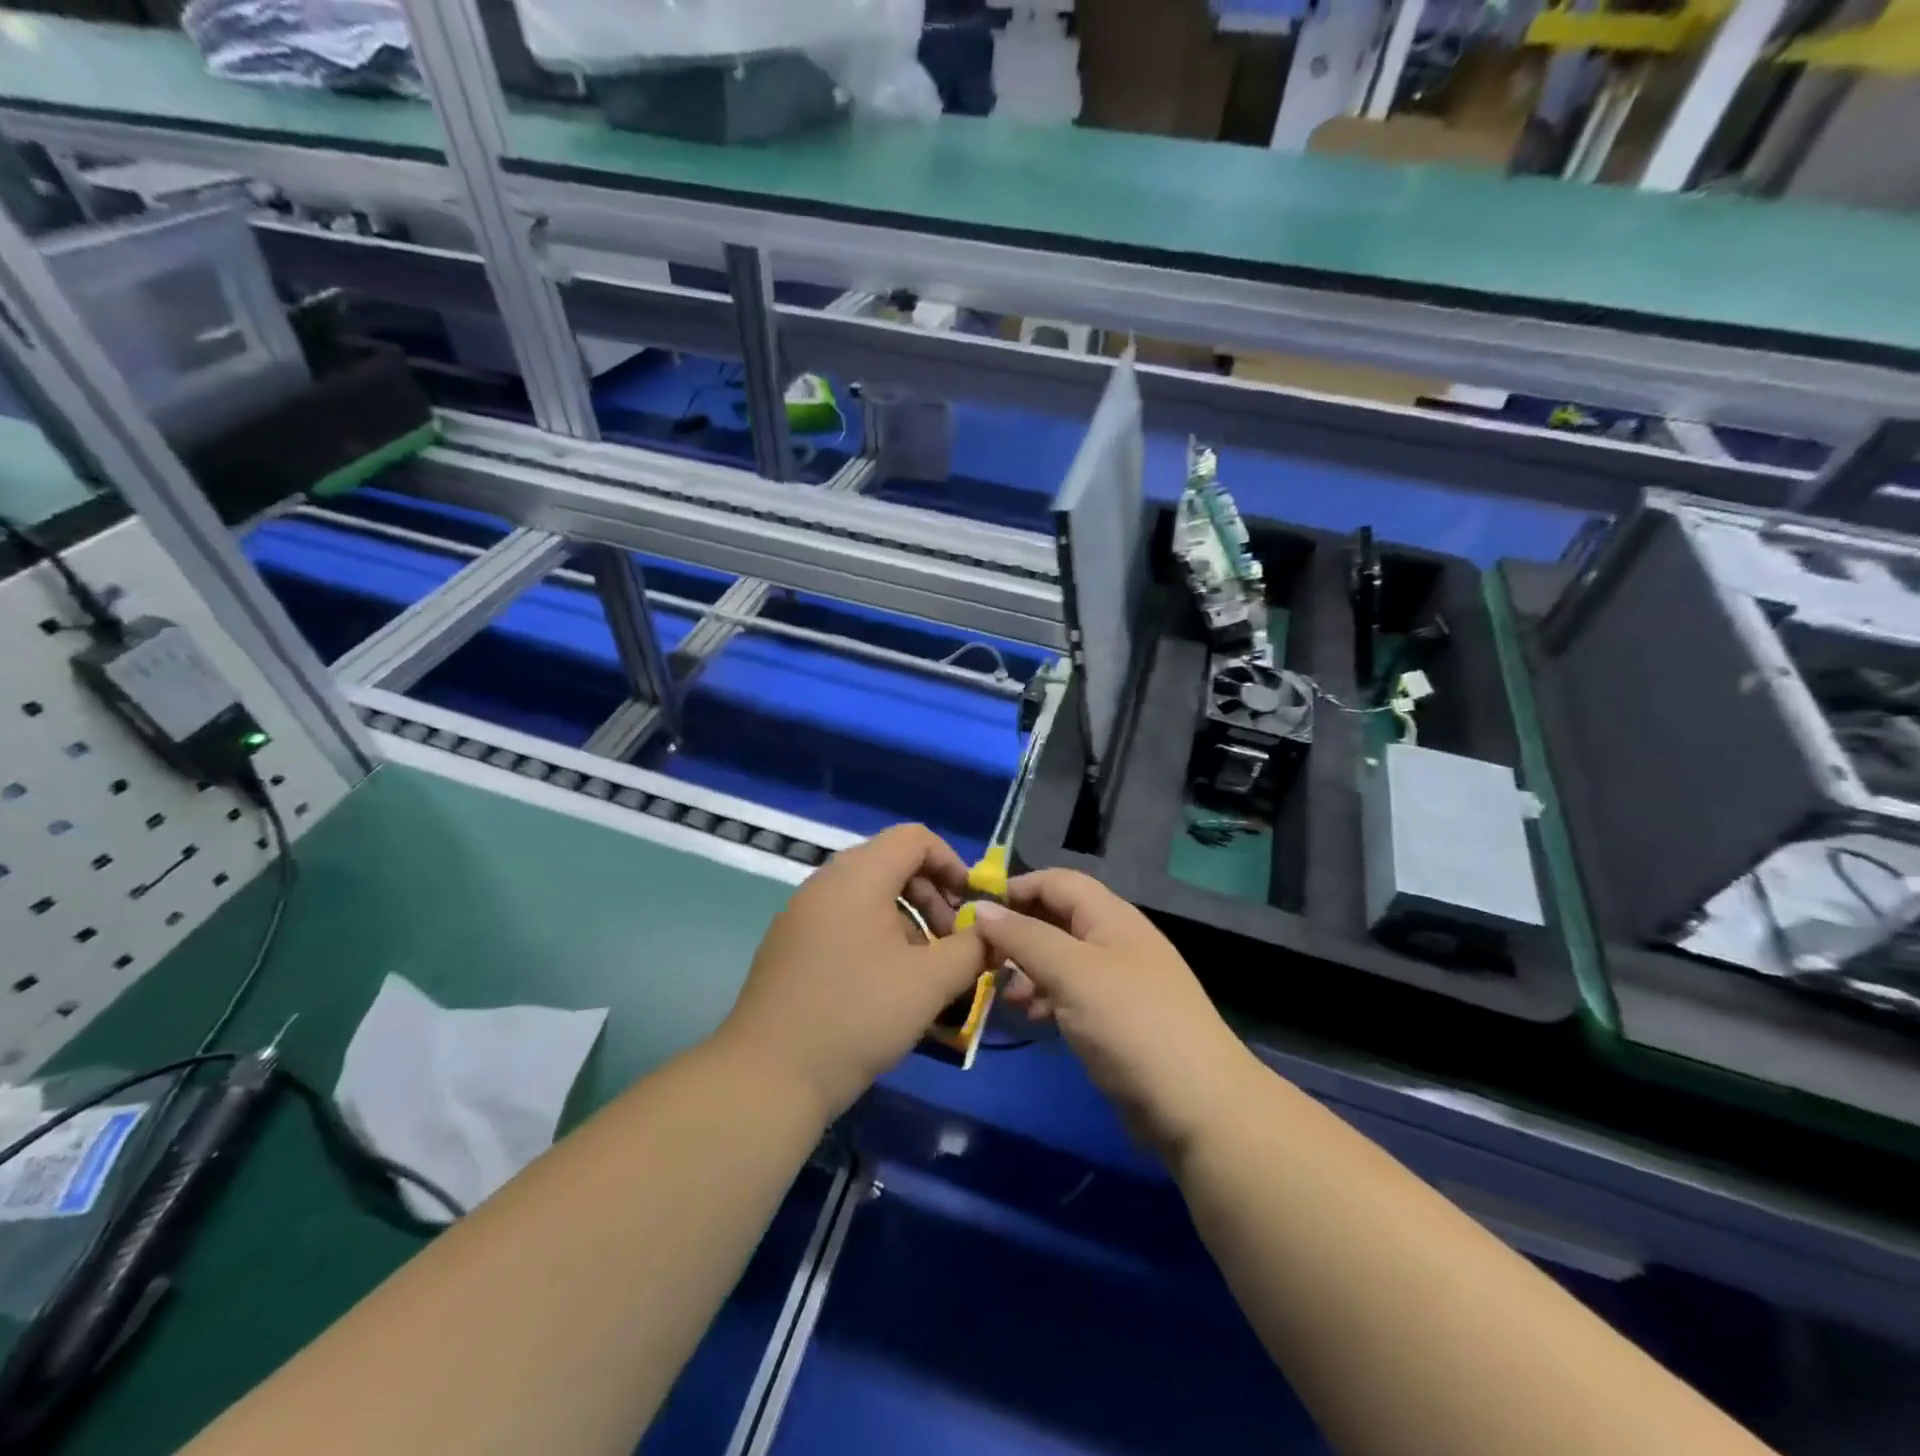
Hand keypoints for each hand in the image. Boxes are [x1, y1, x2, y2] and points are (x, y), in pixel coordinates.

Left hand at [718, 825, 991, 1119]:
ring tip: (924, 969)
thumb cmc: (858, 1016)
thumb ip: (973, 948)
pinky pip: (844, 920)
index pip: (914, 838)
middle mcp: (825, 882)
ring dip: (907, 920)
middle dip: (932, 896)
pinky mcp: (790, 944)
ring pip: (869, 895)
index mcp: (858, 876)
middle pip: (891, 863)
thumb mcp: (931, 982)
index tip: (972, 906)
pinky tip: (886, 985)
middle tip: (952, 942)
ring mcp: (802, 913)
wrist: (770, 1076)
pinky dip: (876, 936)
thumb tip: (994, 934)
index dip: (952, 863)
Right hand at [973, 870, 1261, 1162]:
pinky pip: (1072, 994)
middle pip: (1057, 919)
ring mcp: (1118, 982)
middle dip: (1018, 933)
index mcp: (1111, 917)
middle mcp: (1115, 941)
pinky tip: (1031, 1017)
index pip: (1057, 882)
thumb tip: (981, 907)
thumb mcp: (1071, 972)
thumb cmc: (1130, 1023)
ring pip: (1061, 959)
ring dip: (1028, 969)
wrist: (1197, 1106)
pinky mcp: (1117, 1020)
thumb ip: (1024, 937)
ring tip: (1003, 995)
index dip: (1017, 888)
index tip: (976, 911)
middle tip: (981, 958)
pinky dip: (1047, 998)